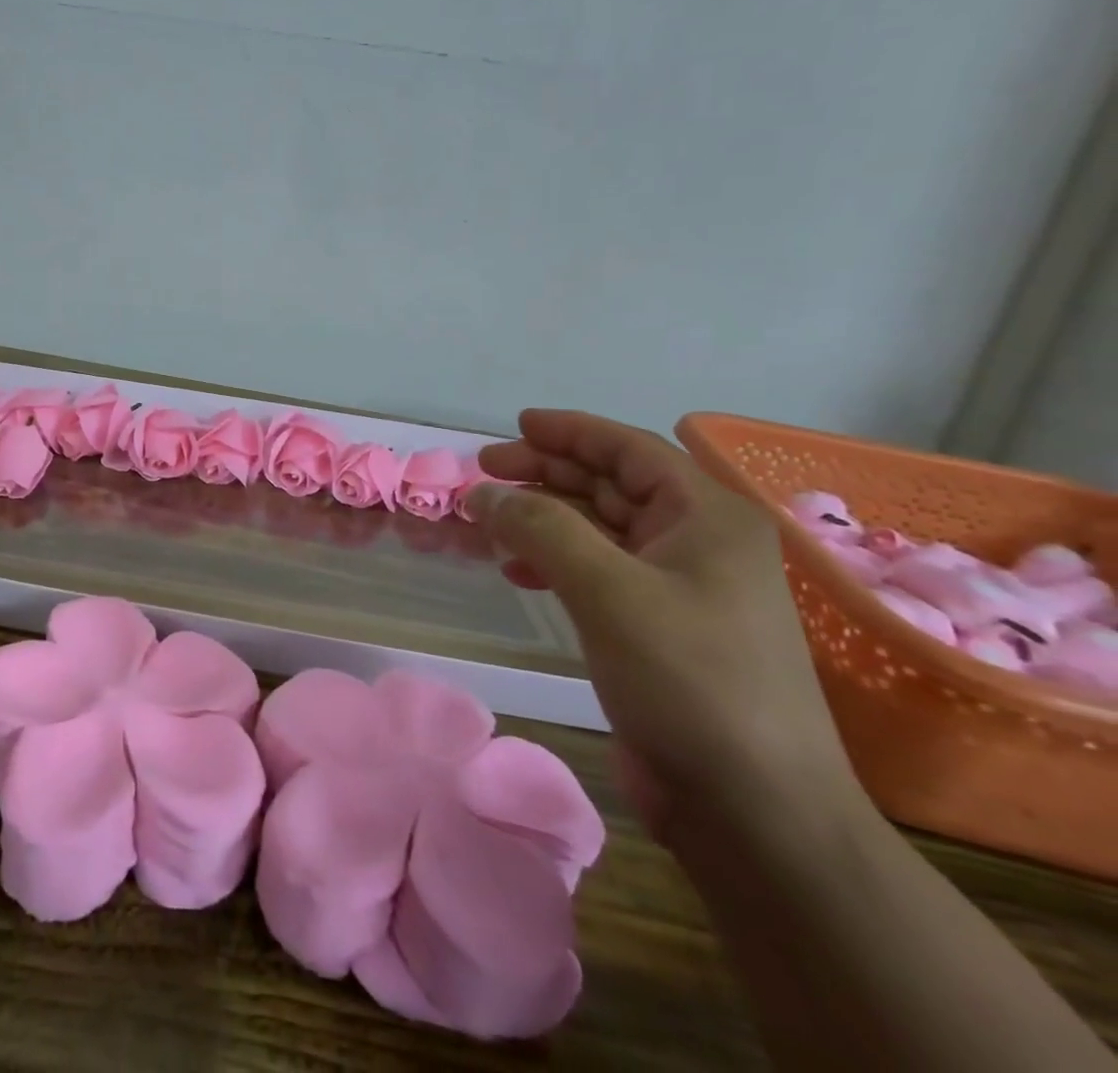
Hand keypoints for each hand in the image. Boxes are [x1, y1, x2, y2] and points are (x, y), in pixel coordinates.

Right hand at [463, 410, 861, 843]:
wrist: (754, 810)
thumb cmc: (691, 680)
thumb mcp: (609, 591)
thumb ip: (542, 528)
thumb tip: (483, 492)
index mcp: (706, 517)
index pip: (629, 450)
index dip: (569, 431)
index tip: (513, 426)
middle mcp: (698, 543)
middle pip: (610, 485)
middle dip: (546, 473)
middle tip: (484, 472)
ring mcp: (681, 588)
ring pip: (599, 529)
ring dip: (543, 519)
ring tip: (488, 521)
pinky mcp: (660, 629)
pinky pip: (598, 572)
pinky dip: (555, 562)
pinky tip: (518, 571)